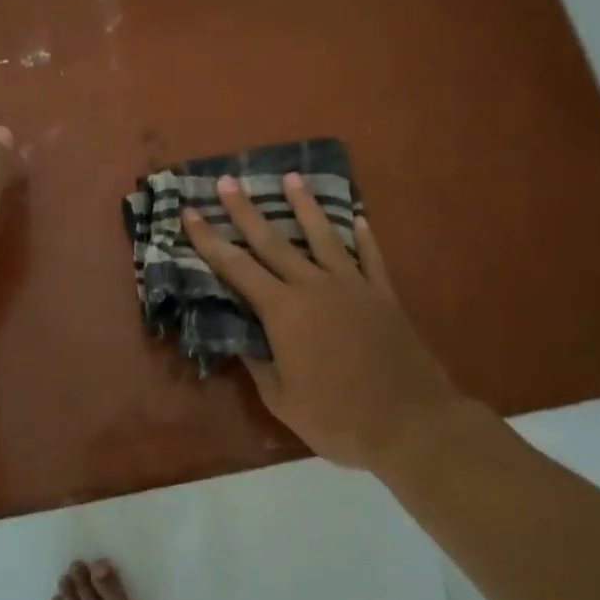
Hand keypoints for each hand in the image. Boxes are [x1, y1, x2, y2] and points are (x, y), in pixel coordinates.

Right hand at [181, 174, 465, 471]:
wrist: (411, 422)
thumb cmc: (338, 418)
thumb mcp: (283, 400)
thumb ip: (259, 364)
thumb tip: (241, 340)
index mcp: (284, 311)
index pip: (237, 268)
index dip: (209, 240)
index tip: (189, 213)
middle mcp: (314, 286)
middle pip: (273, 241)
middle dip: (245, 210)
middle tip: (227, 181)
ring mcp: (352, 286)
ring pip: (322, 236)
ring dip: (304, 205)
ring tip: (292, 177)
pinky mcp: (383, 294)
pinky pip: (370, 257)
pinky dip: (363, 236)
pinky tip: (357, 217)